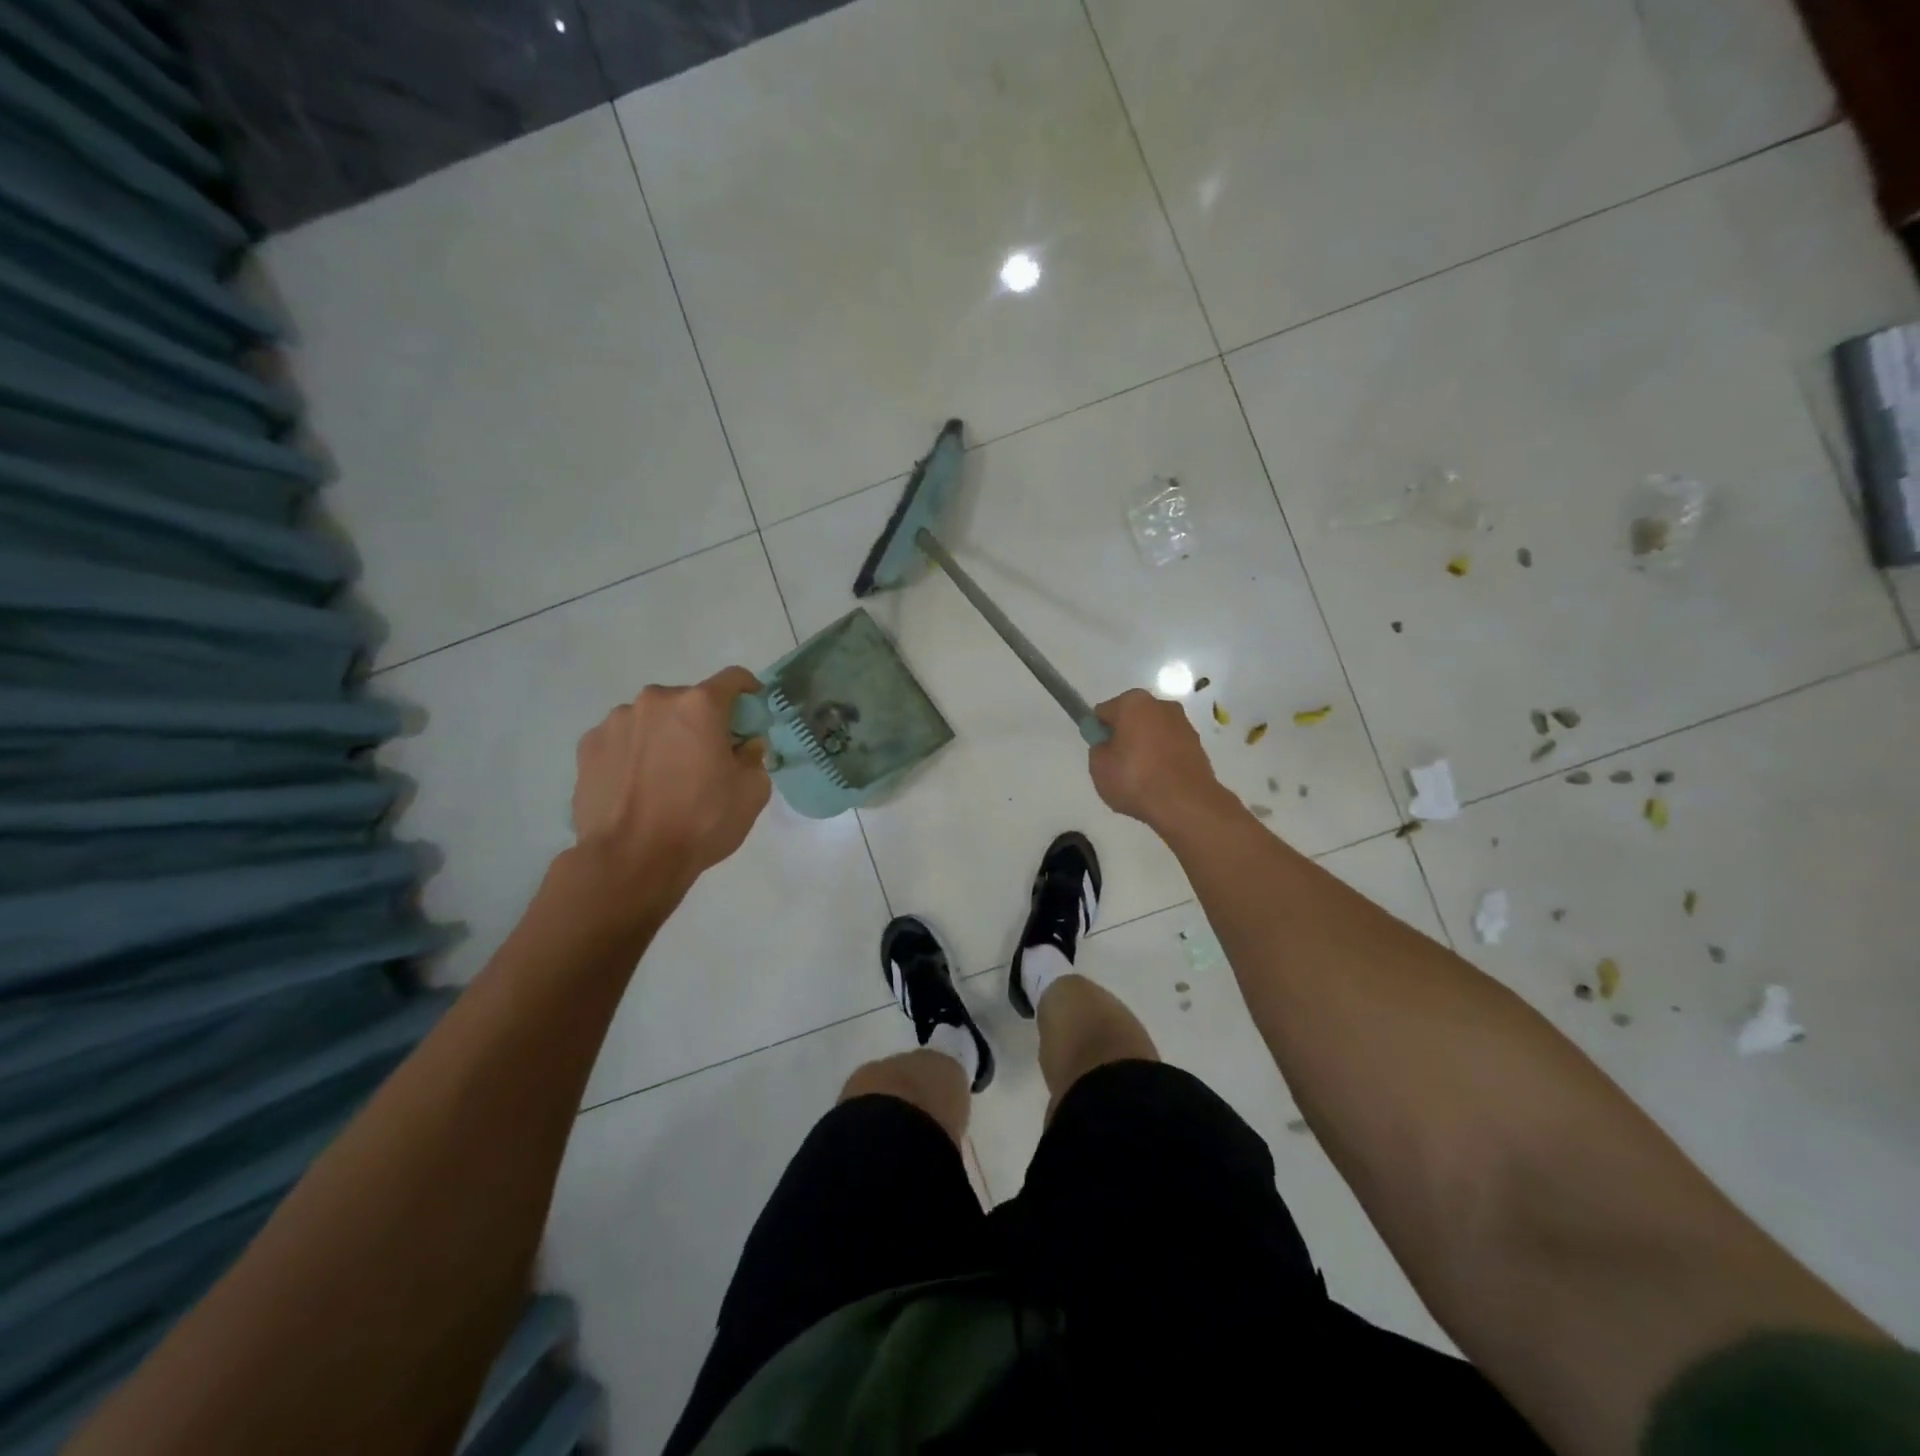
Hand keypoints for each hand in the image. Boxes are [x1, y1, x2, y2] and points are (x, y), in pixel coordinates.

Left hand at [571, 666, 771, 895]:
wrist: (630, 859)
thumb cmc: (700, 821)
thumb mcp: (752, 792)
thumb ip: (755, 757)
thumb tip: (745, 745)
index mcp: (699, 705)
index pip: (733, 678)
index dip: (748, 691)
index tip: (751, 711)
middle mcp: (655, 701)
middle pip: (688, 700)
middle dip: (701, 721)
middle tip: (706, 756)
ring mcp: (616, 721)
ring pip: (652, 718)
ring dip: (664, 735)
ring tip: (665, 776)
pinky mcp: (588, 745)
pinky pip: (622, 739)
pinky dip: (634, 752)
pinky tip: (637, 785)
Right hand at [1088, 688, 1230, 832]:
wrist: (1185, 804)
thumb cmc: (1135, 779)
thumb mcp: (1099, 766)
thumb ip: (1099, 748)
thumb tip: (1108, 744)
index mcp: (1133, 702)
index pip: (1104, 712)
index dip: (1099, 733)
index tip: (1101, 754)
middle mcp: (1161, 705)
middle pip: (1132, 719)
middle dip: (1124, 737)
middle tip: (1119, 766)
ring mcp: (1183, 724)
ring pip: (1153, 733)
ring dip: (1145, 748)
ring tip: (1141, 778)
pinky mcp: (1198, 745)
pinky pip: (1170, 748)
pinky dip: (1162, 759)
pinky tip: (1159, 781)